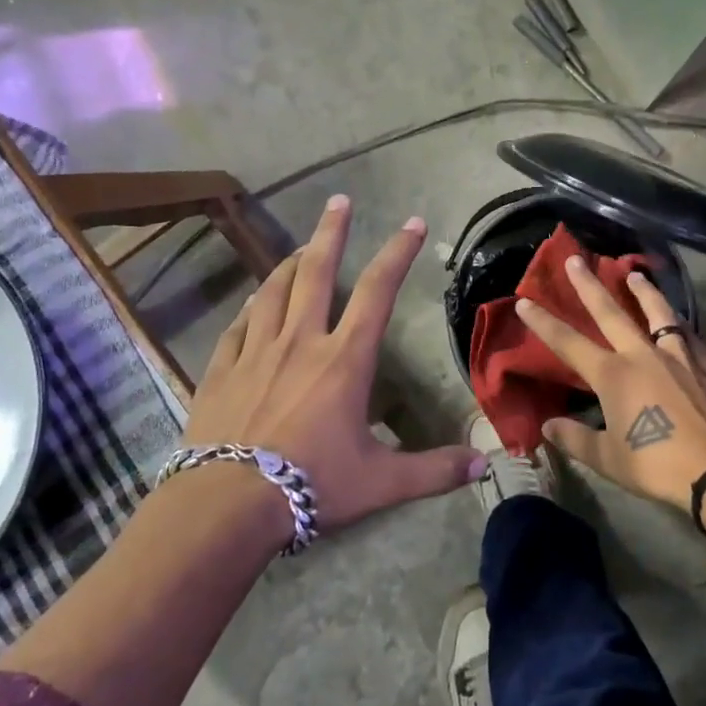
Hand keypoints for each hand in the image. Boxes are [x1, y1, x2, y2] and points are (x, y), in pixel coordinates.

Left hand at [183, 195, 484, 533]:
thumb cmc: (312, 484)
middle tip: (339, 201)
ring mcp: (256, 352)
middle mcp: (301, 341)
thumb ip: (434, 470)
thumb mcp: (382, 481)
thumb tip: (484, 465)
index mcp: (344, 359)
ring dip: (289, 263)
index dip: (397, 253)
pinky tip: (252, 302)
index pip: (377, 291)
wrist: (227, 504)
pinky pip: (237, 326)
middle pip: (316, 272)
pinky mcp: (221, 370)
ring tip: (300, 247)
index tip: (412, 223)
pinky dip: (250, 308)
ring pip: (273, 291)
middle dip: (331, 232)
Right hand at [516, 257, 705, 511]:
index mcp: (613, 376)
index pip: (569, 343)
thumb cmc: (655, 465)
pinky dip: (680, 326)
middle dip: (590, 286)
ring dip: (644, 292)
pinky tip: (680, 322)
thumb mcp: (607, 458)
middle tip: (577, 259)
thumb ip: (575, 438)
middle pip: (611, 313)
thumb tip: (547, 427)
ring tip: (635, 274)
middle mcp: (642, 356)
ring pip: (658, 314)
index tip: (525, 301)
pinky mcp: (704, 369)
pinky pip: (689, 338)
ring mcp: (676, 358)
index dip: (544, 323)